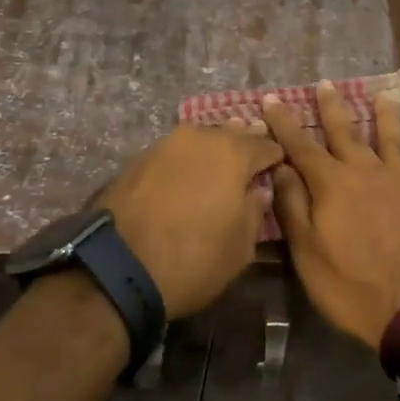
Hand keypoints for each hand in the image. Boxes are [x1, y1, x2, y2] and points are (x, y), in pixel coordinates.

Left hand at [99, 121, 284, 318]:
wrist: (119, 267)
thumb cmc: (193, 259)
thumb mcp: (240, 248)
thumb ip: (255, 212)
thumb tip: (259, 190)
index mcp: (234, 153)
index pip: (265, 145)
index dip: (275, 155)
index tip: (280, 164)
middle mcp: (202, 137)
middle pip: (232, 133)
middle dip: (244, 142)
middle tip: (252, 154)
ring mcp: (167, 143)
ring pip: (200, 138)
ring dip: (212, 148)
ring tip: (218, 162)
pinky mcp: (140, 158)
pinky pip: (175, 152)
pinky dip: (186, 159)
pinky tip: (187, 174)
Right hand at [264, 81, 399, 348]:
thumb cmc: (351, 286)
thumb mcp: (307, 253)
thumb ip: (293, 205)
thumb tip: (281, 167)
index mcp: (332, 183)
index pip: (301, 146)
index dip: (284, 122)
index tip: (271, 99)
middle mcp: (366, 170)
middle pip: (346, 131)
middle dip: (332, 107)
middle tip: (325, 84)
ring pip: (391, 137)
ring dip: (386, 115)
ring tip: (382, 96)